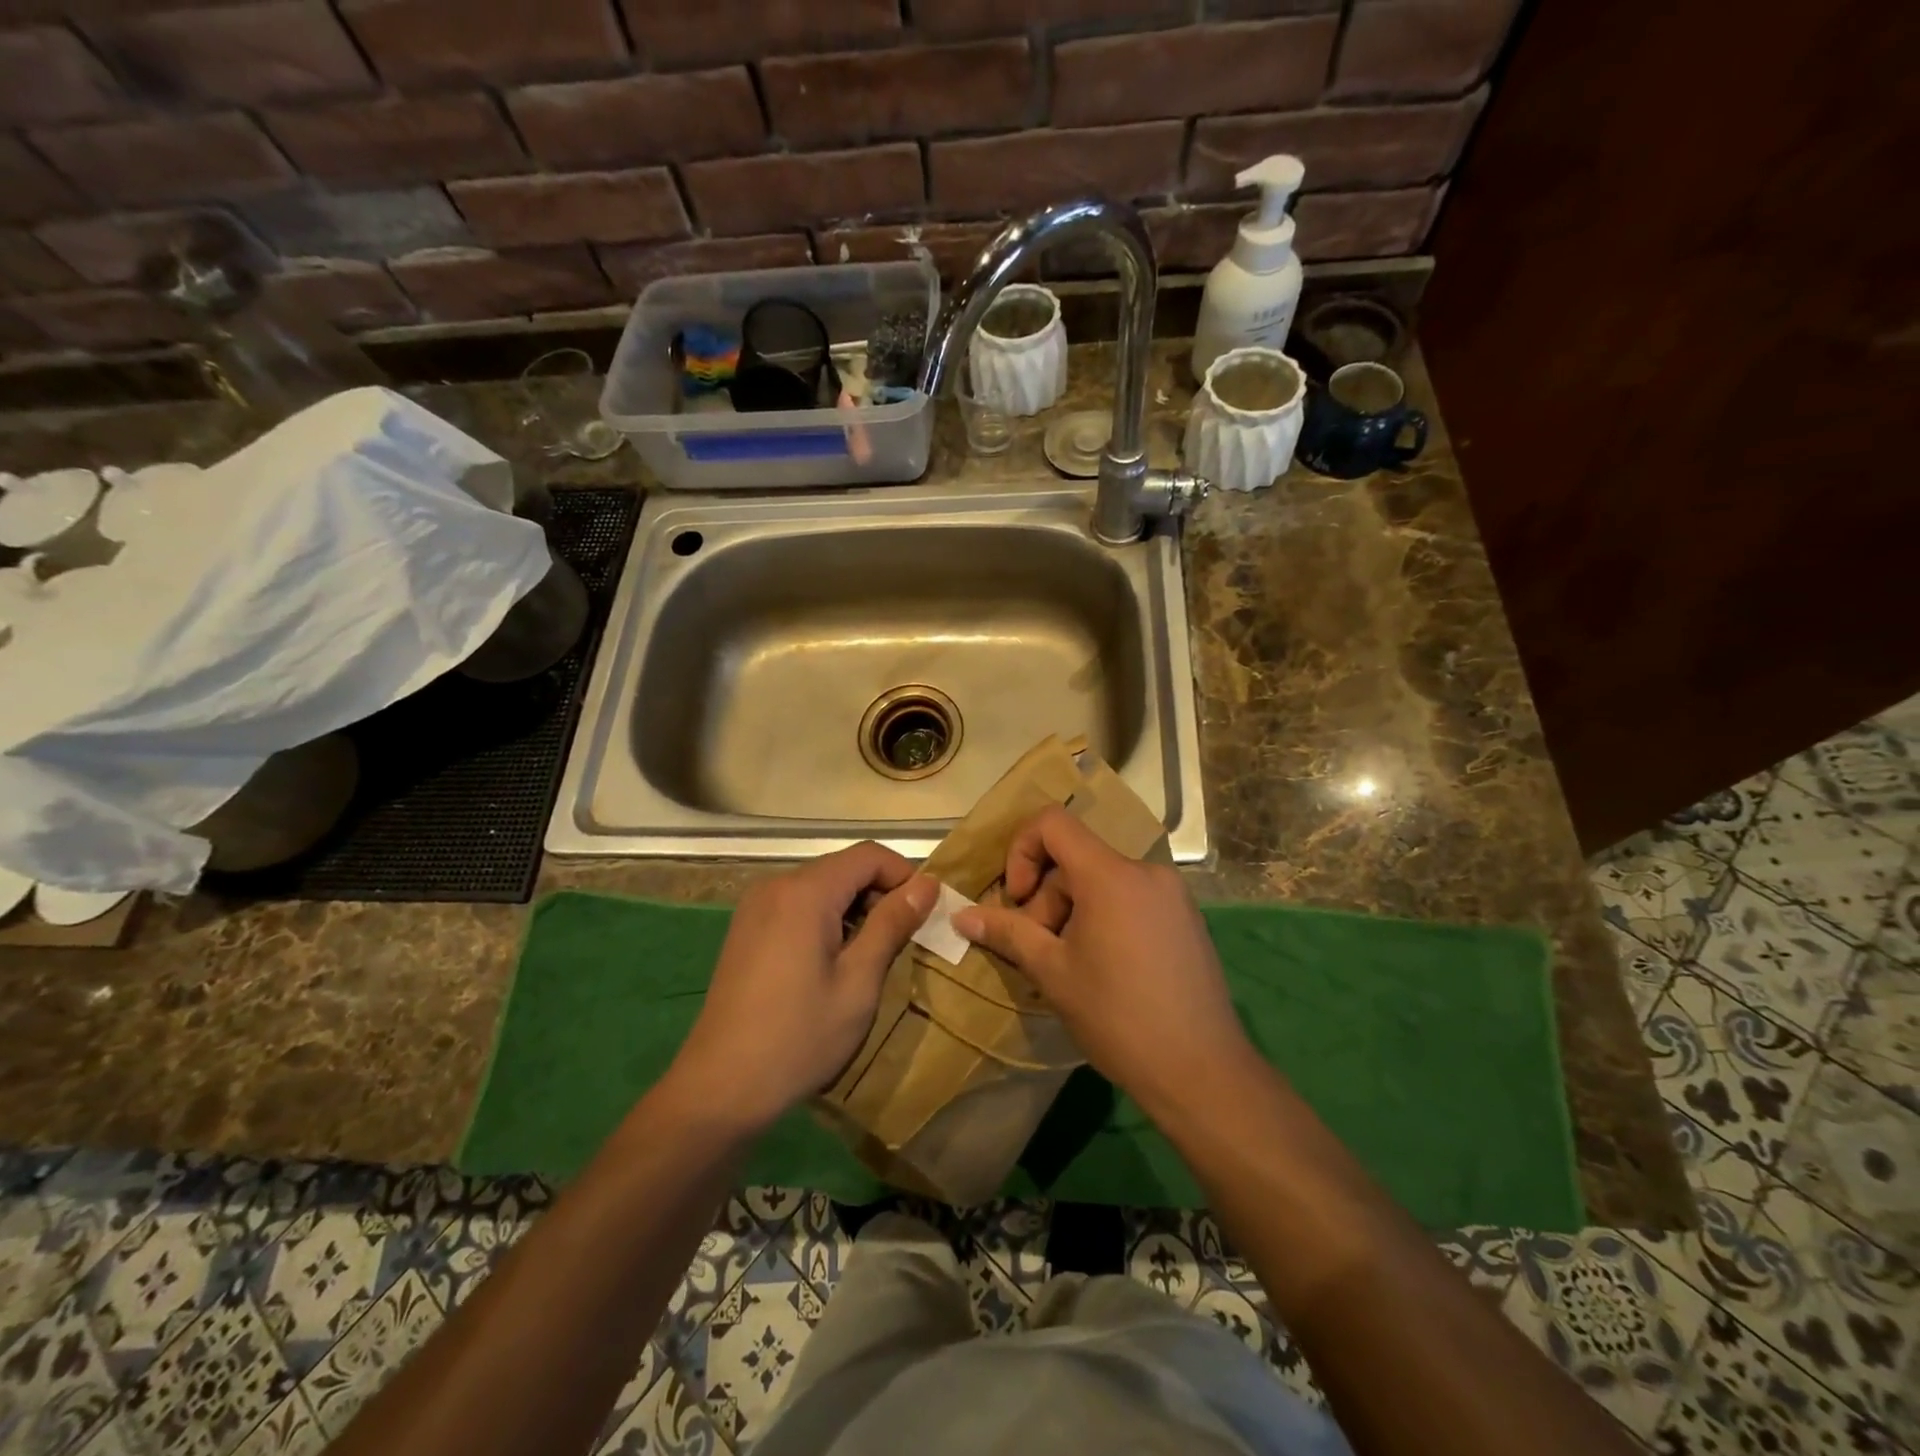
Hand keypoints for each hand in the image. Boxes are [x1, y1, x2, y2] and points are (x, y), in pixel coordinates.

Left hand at [669, 843, 934, 1134]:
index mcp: (805, 892)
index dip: (905, 876)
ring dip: (855, 910)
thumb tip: (928, 884)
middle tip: (902, 942)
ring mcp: (756, 906)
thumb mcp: (859, 982)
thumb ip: (892, 924)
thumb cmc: (800, 1036)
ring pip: (823, 886)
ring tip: (870, 958)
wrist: (720, 1087)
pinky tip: (832, 964)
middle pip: (845, 868)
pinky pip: (799, 905)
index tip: (924, 916)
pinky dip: (827, 920)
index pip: (869, 855)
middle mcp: (777, 885)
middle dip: (880, 895)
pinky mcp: (747, 927)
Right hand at [952, 807, 1254, 1115]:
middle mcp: (1146, 871)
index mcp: (1111, 875)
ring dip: (1073, 912)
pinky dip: (1104, 918)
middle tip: (1041, 952)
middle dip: (1047, 899)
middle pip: (1077, 860)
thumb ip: (1007, 933)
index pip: (1053, 823)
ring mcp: (1172, 894)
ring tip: (1071, 967)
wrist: (1202, 1071)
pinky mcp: (1185, 918)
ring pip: (1102, 882)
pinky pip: (1130, 898)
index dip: (1022, 851)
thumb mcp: (1052, 973)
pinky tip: (1105, 969)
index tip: (1018, 900)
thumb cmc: (1118, 1017)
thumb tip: (961, 915)